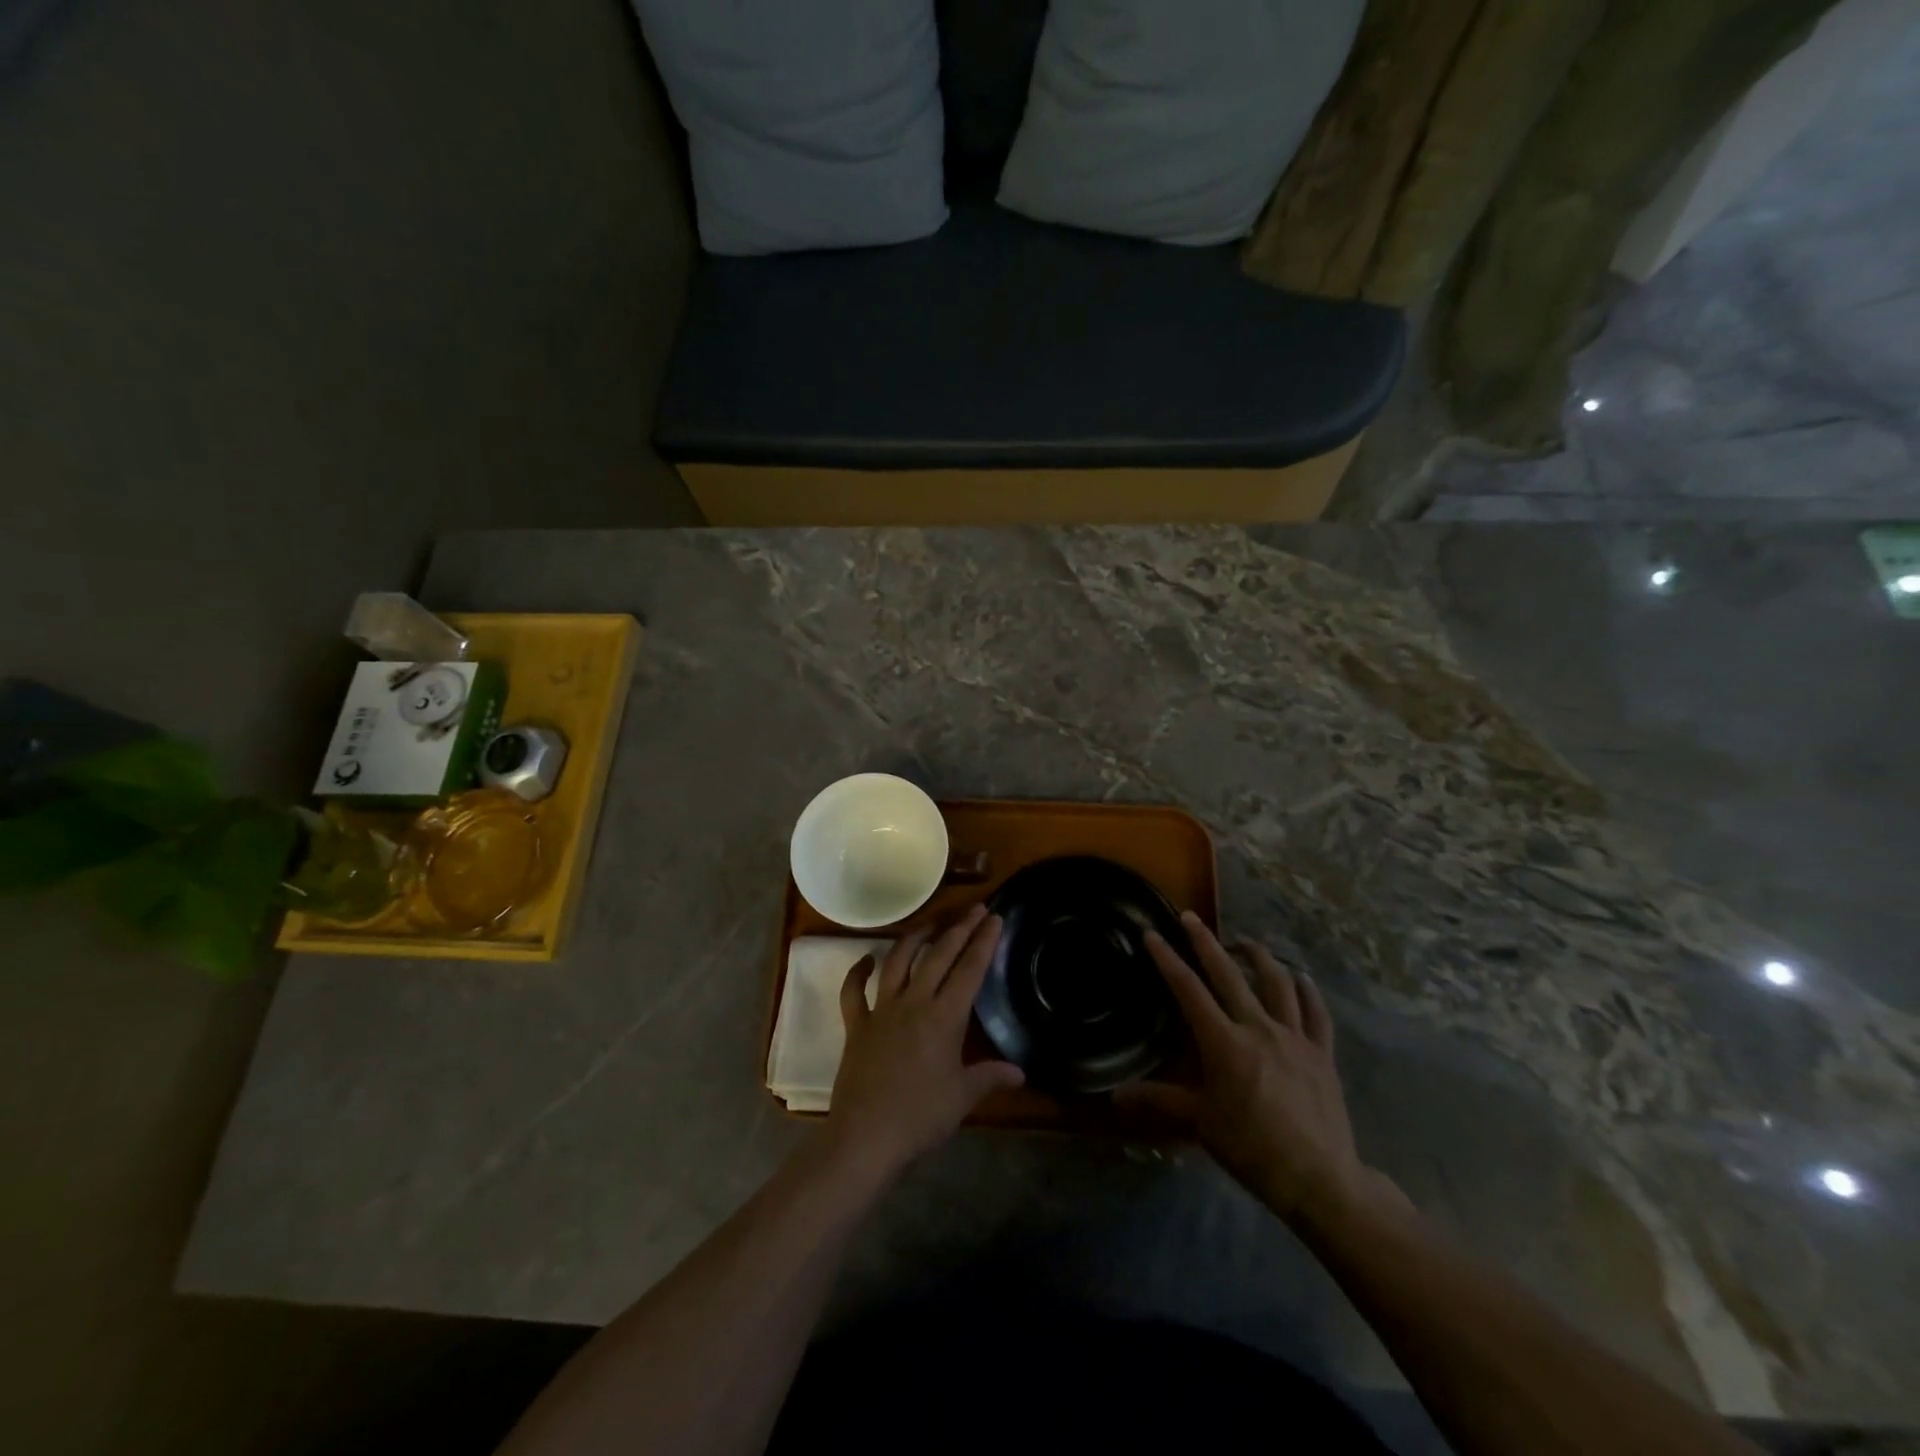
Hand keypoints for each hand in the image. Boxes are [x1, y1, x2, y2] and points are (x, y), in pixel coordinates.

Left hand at [825, 904, 1024, 1179]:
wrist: (865, 1136)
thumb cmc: (920, 1117)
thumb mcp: (963, 1098)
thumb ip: (990, 1077)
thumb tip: (1019, 1072)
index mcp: (944, 1017)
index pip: (969, 970)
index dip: (983, 942)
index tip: (994, 918)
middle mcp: (913, 1002)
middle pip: (938, 956)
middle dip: (959, 929)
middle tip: (975, 909)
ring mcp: (881, 1010)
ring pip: (898, 961)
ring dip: (915, 938)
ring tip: (931, 924)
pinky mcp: (856, 1024)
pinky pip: (853, 991)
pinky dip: (858, 971)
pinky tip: (866, 958)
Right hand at [1117, 913, 1401, 1224]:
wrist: (1319, 1178)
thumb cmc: (1251, 1148)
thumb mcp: (1200, 1123)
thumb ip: (1159, 1100)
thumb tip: (1114, 1096)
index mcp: (1224, 1042)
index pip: (1188, 990)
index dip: (1168, 960)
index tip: (1153, 935)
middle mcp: (1258, 1028)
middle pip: (1228, 975)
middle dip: (1205, 943)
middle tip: (1190, 918)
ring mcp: (1294, 1037)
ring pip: (1276, 983)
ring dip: (1258, 956)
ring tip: (1244, 942)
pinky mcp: (1321, 1053)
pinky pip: (1316, 1012)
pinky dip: (1307, 991)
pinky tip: (1300, 977)